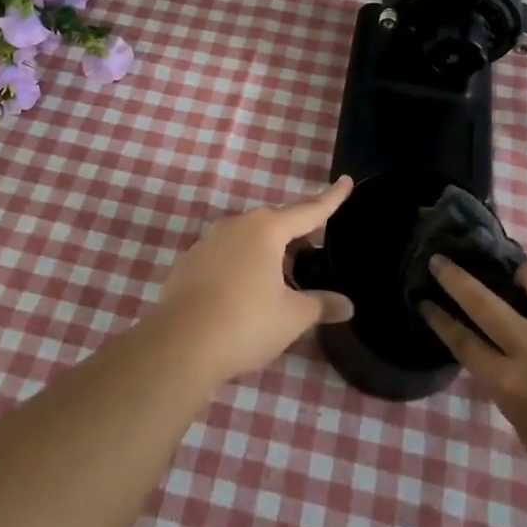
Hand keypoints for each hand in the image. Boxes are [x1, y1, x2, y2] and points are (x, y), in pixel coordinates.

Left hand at [150, 177, 355, 382]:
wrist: (179, 345)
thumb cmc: (245, 323)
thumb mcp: (291, 317)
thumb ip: (320, 305)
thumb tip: (346, 305)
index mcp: (266, 230)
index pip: (308, 210)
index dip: (330, 198)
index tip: (346, 181)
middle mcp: (236, 225)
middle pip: (274, 223)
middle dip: (295, 234)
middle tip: (313, 250)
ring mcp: (207, 242)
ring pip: (246, 239)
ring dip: (265, 252)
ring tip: (280, 278)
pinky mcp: (188, 263)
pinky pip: (224, 256)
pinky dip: (239, 266)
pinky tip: (243, 293)